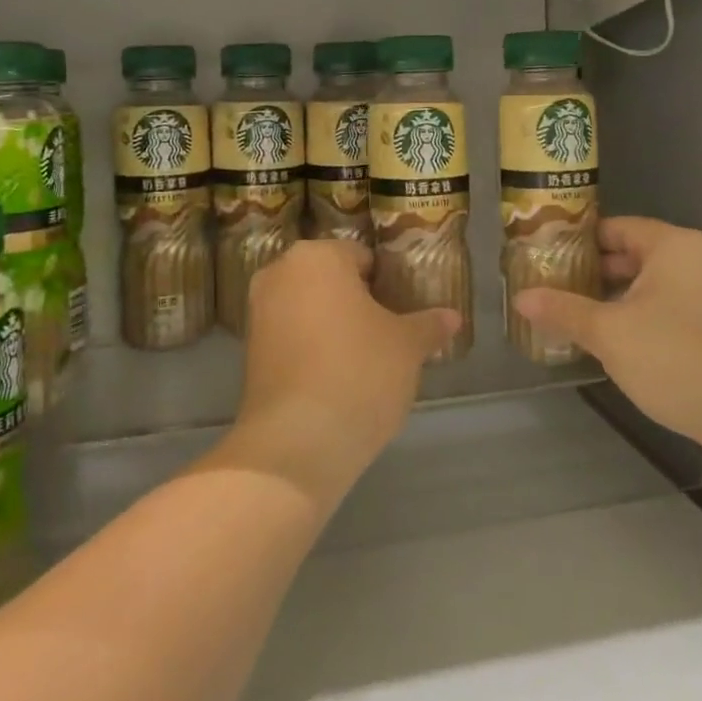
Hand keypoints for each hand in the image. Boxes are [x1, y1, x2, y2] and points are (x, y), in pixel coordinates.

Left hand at [232, 240, 458, 498]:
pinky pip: (292, 336)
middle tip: (388, 334)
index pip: (363, 258)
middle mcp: (280, 273)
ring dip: (334, 326)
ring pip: (310, 308)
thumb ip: (429, 325)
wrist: (297, 444)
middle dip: (358, 302)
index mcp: (318, 256)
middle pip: (332, 280)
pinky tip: (337, 377)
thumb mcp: (407, 346)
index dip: (388, 284)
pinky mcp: (248, 351)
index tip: (404, 312)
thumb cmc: (359, 373)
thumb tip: (453, 317)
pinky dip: (312, 349)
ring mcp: (258, 312)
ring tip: (366, 360)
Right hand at [513, 217, 701, 450]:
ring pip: (654, 284)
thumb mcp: (609, 334)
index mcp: (672, 244)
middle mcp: (698, 258)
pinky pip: (674, 307)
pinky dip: (645, 316)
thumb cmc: (677, 357)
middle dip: (595, 273)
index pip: (615, 227)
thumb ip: (564, 311)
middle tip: (555, 288)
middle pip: (635, 254)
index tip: (547, 257)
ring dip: (618, 298)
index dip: (578, 241)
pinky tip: (620, 342)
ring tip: (579, 317)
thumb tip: (521, 298)